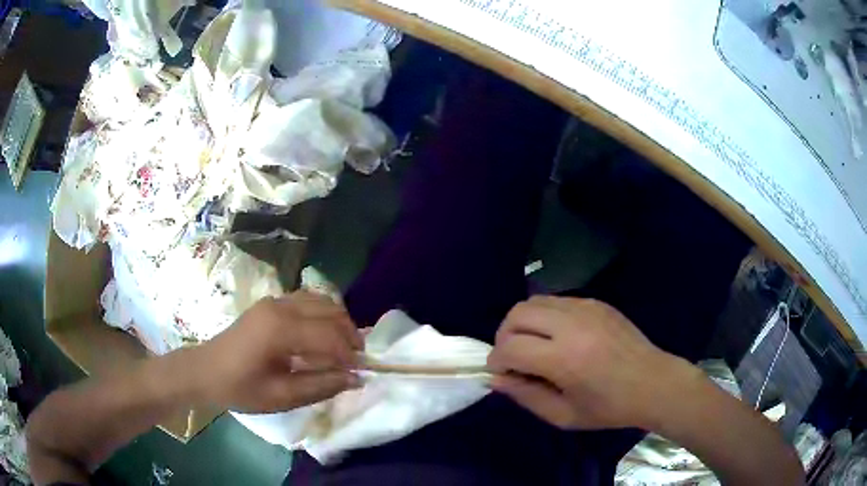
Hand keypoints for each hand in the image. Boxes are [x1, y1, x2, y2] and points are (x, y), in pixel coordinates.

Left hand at [191, 291, 363, 412]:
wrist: (205, 371)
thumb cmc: (240, 388)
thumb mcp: (281, 396)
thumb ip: (320, 385)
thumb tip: (355, 378)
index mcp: (280, 329)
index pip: (329, 336)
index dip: (350, 355)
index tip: (361, 373)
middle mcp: (281, 306)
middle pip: (331, 311)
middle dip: (349, 335)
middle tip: (356, 361)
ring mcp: (275, 300)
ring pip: (322, 301)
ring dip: (338, 323)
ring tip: (342, 349)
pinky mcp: (271, 303)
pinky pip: (308, 301)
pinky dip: (324, 316)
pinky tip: (321, 336)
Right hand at [487, 296, 688, 429]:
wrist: (654, 384)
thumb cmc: (609, 408)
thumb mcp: (563, 416)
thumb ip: (526, 396)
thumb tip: (496, 379)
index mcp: (564, 359)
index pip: (510, 347)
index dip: (497, 361)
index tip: (501, 374)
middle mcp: (572, 325)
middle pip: (517, 314)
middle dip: (504, 336)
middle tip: (513, 358)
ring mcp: (586, 308)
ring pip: (534, 301)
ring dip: (523, 323)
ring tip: (532, 345)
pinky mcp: (596, 302)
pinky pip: (557, 300)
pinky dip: (545, 317)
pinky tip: (558, 337)